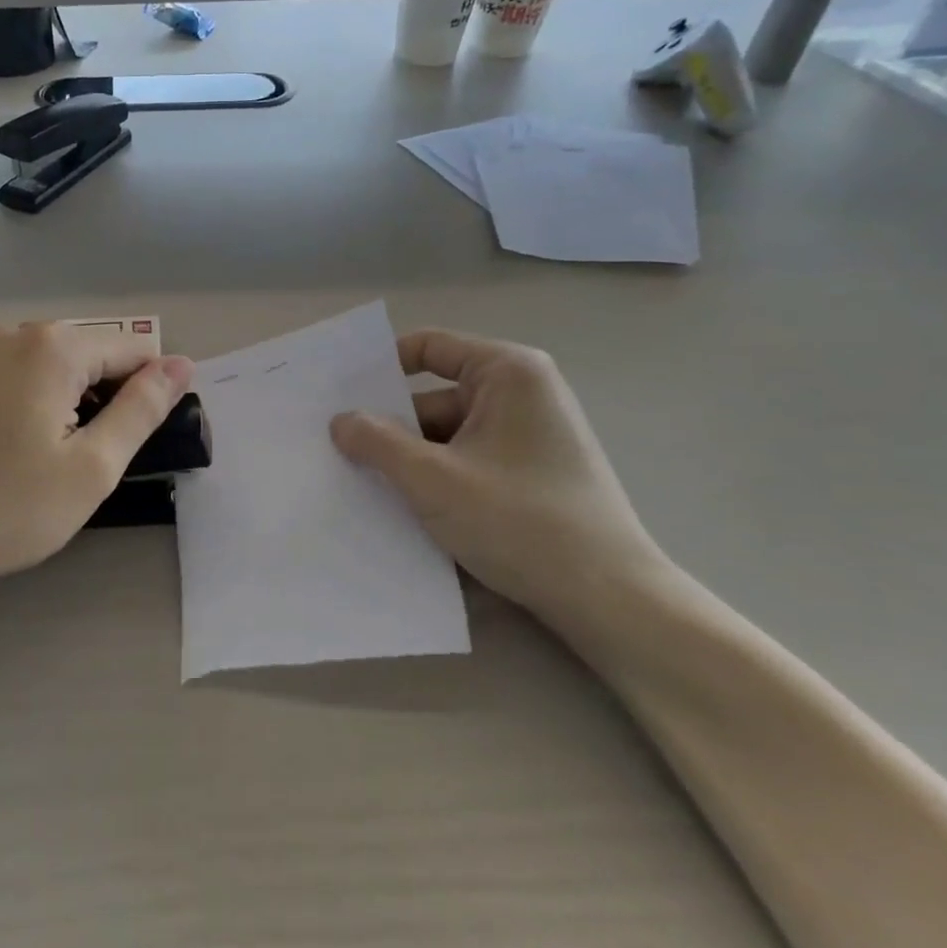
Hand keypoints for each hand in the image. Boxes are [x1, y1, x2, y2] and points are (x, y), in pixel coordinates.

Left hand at [0, 323, 193, 598]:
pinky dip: (33, 405)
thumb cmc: (5, 507)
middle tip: (84, 463)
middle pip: (91, 355)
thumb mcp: (92, 466)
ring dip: (69, 404)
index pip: (133, 351)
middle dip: (104, 400)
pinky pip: (17, 377)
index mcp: (53, 346)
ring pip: (53, 367)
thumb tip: (180, 365)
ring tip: (47, 462)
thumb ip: (142, 409)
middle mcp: (14, 333)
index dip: (146, 396)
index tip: (127, 445)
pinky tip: (12, 452)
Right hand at [329, 331, 664, 614]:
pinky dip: (438, 480)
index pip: (428, 348)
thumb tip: (339, 421)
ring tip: (362, 486)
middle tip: (337, 450)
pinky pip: (469, 462)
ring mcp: (529, 436)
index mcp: (507, 373)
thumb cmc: (519, 521)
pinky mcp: (532, 474)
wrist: (608, 599)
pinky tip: (405, 509)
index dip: (380, 368)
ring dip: (411, 461)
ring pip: (448, 436)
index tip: (339, 397)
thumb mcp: (433, 479)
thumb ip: (378, 443)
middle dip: (391, 427)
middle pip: (434, 398)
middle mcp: (523, 393)